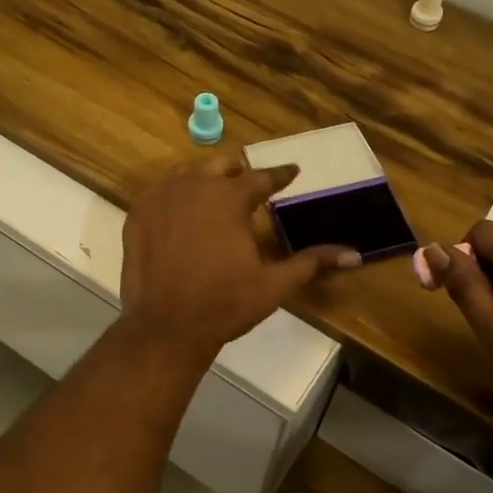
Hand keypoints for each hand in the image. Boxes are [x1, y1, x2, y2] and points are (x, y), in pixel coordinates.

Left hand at [121, 157, 360, 358]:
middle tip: (250, 182)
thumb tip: (356, 254)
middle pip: (220, 165)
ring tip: (215, 191)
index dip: (280, 174)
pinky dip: (174, 194)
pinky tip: (180, 208)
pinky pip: (158, 192)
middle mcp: (193, 187)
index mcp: (229, 198)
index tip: (292, 171)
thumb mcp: (274, 284)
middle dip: (238, 171)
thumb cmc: (224, 304)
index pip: (262, 177)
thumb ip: (313, 262)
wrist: (166, 327)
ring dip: (204, 178)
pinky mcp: (136, 216)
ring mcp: (159, 199)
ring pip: (186, 173)